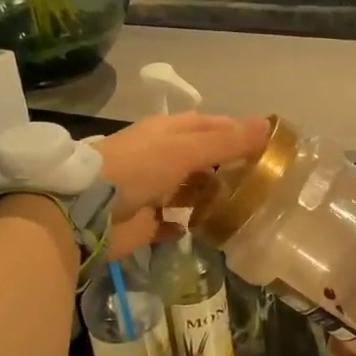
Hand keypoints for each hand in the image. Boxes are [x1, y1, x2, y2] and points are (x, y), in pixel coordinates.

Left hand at [95, 113, 269, 259]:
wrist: (87, 211)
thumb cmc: (138, 169)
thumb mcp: (185, 149)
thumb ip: (226, 142)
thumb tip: (268, 125)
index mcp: (168, 132)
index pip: (210, 125)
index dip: (237, 131)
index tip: (268, 145)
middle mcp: (160, 157)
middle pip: (201, 159)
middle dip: (228, 167)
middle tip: (263, 181)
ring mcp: (152, 191)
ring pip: (189, 191)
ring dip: (211, 197)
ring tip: (244, 207)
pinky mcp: (145, 222)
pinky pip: (171, 223)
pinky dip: (186, 225)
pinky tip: (207, 230)